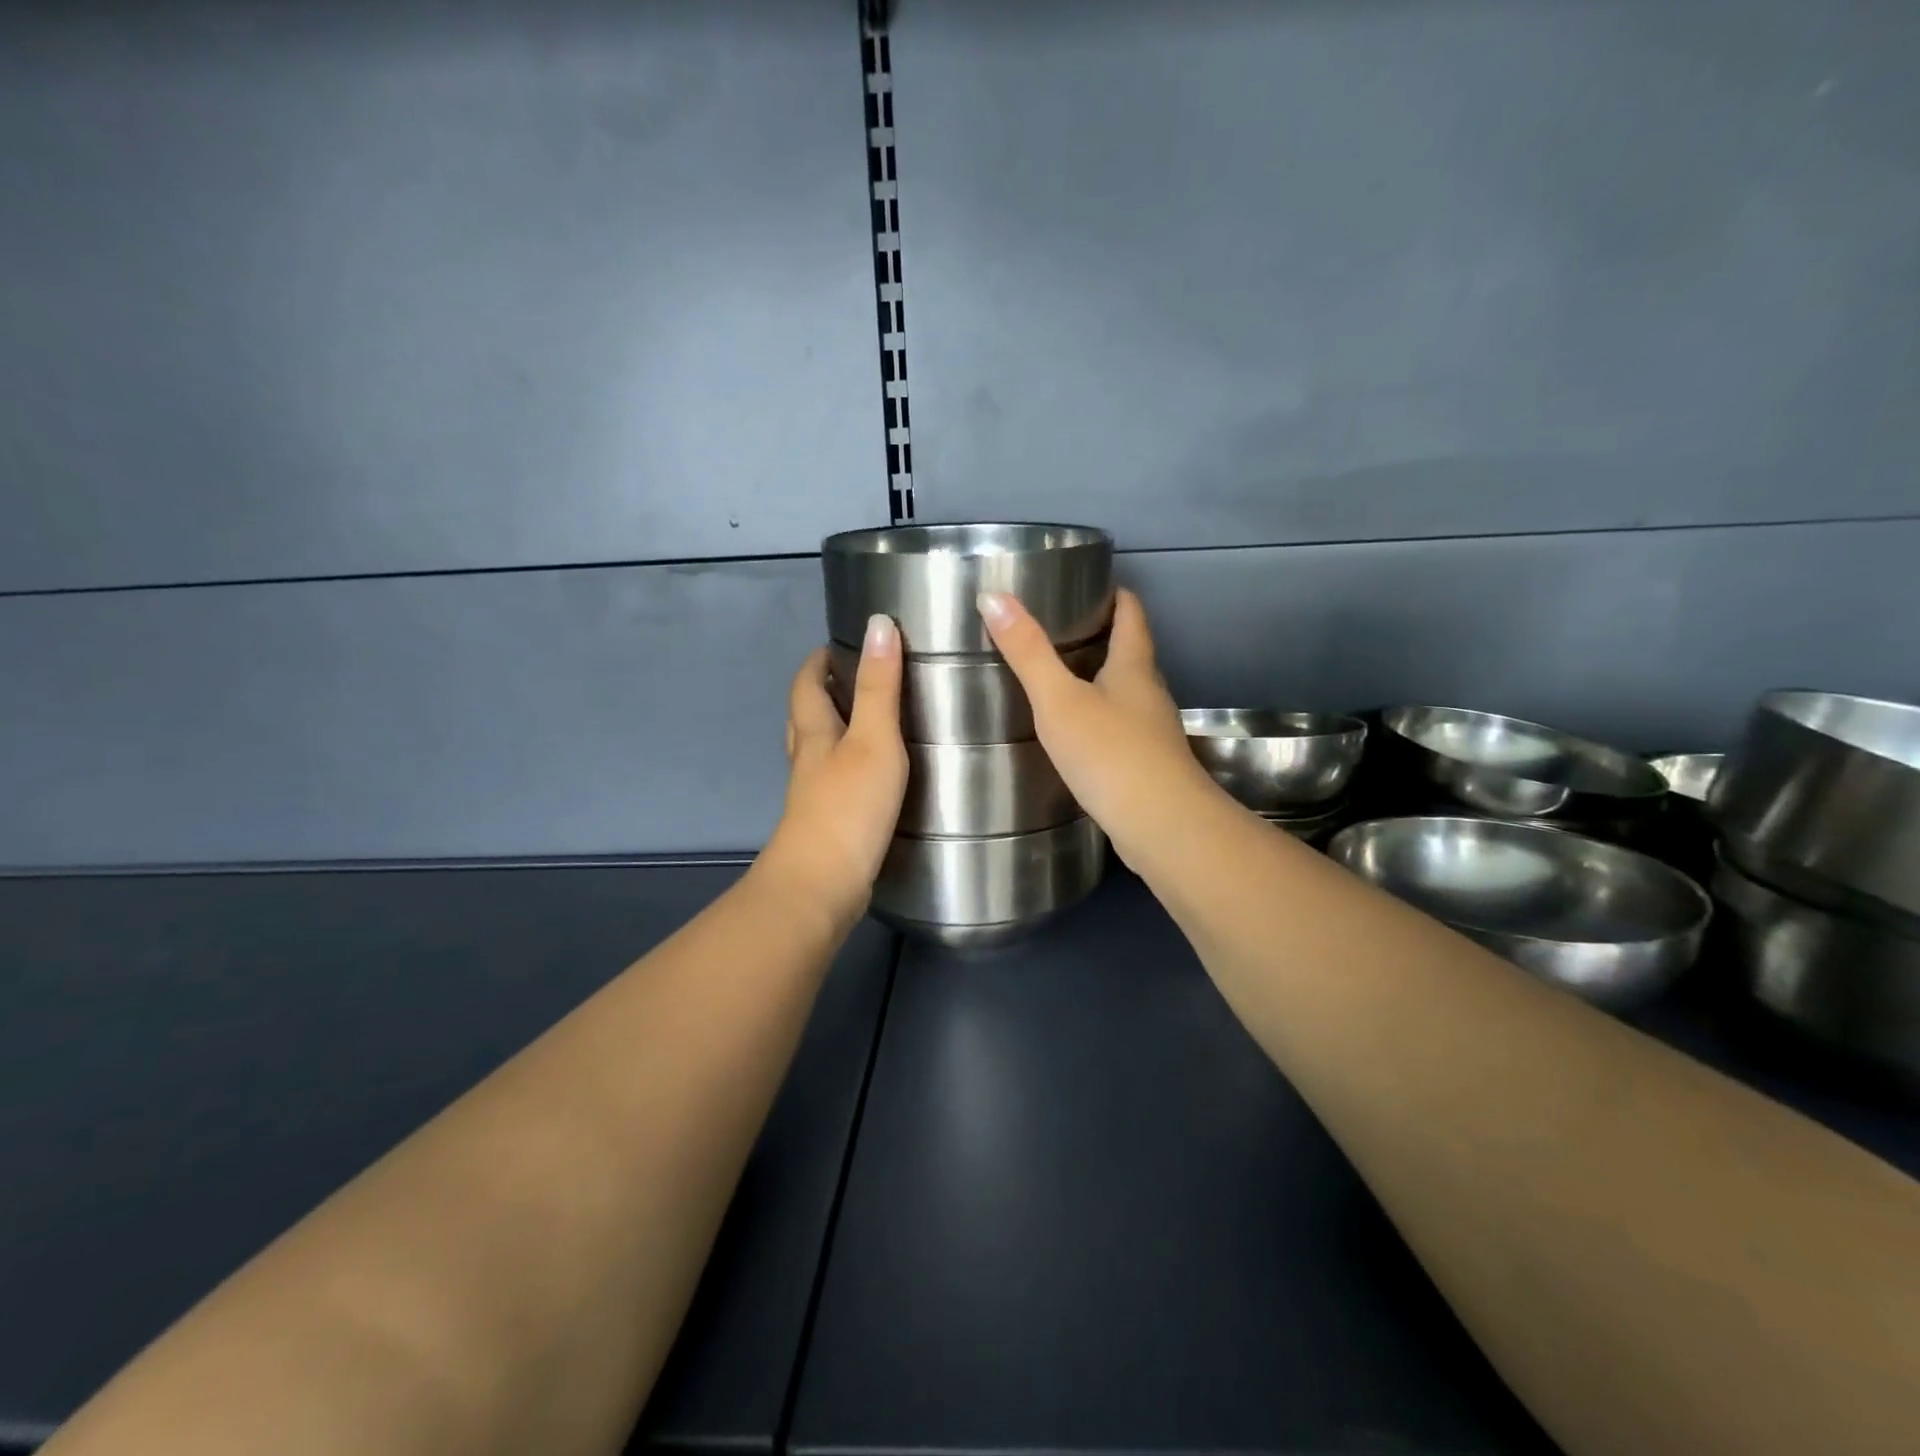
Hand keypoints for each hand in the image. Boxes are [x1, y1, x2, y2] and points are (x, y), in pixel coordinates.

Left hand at [757, 614, 908, 929]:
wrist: (823, 884)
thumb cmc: (848, 807)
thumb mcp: (873, 739)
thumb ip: (879, 687)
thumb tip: (878, 624)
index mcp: (814, 733)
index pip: (806, 684)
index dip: (817, 661)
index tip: (838, 643)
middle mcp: (807, 760)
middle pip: (805, 716)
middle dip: (822, 692)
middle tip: (856, 677)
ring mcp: (813, 794)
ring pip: (817, 750)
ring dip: (834, 729)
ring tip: (867, 720)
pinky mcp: (828, 822)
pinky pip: (834, 779)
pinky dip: (847, 764)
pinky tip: (872, 774)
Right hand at [978, 588, 1221, 870]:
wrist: (1160, 825)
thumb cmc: (1110, 753)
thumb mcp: (1059, 700)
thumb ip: (1028, 652)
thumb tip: (993, 596)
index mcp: (1133, 667)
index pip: (1131, 615)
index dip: (1115, 595)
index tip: (1090, 584)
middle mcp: (1150, 694)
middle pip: (1131, 653)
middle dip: (1103, 637)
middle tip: (1060, 631)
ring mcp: (1153, 733)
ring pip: (1127, 694)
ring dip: (1101, 681)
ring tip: (1060, 680)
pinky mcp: (1148, 766)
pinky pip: (1122, 730)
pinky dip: (1101, 720)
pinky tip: (1077, 735)